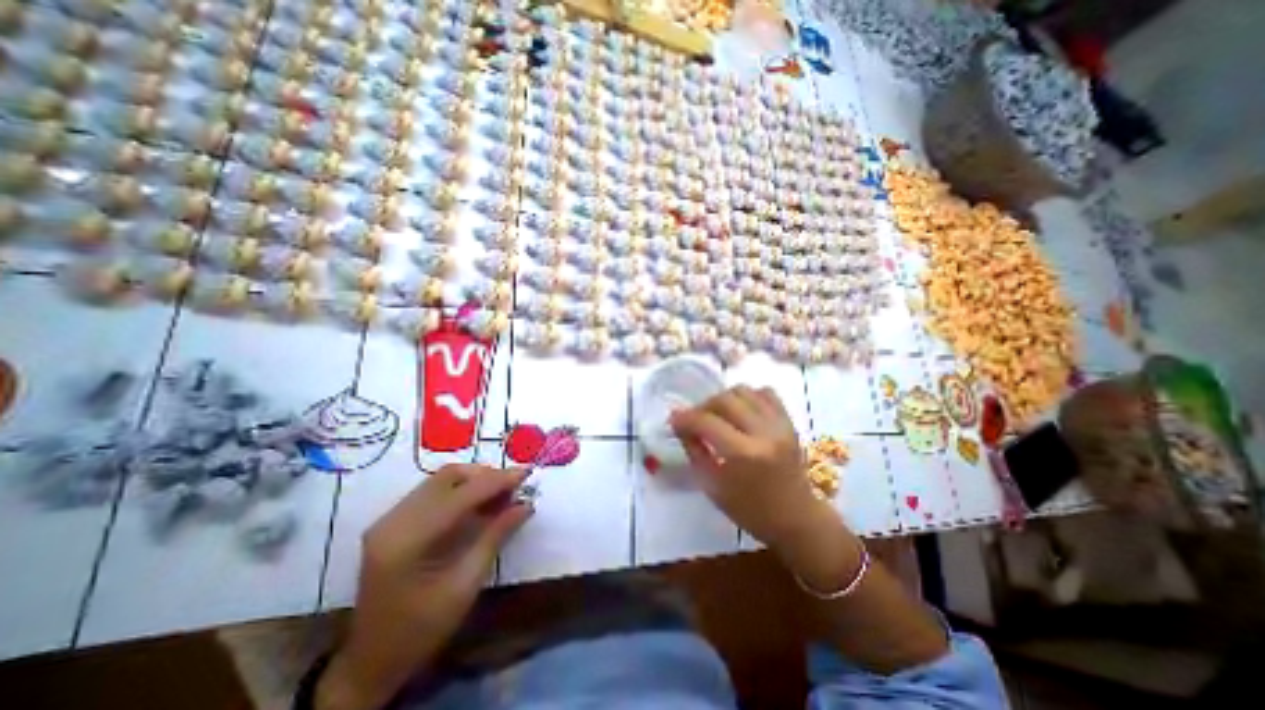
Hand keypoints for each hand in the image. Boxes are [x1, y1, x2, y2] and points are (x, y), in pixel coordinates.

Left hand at [321, 466, 531, 709]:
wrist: (370, 662)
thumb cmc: (421, 631)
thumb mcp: (465, 585)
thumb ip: (496, 537)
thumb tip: (526, 504)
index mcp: (408, 541)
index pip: (460, 495)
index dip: (497, 481)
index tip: (527, 473)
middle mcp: (394, 521)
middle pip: (448, 477)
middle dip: (487, 476)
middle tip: (515, 486)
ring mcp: (389, 519)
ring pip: (441, 479)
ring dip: (475, 480)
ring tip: (502, 493)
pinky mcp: (392, 521)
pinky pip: (433, 490)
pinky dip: (462, 489)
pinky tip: (480, 502)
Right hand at [667, 389, 826, 549]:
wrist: (797, 519)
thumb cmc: (750, 511)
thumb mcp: (712, 486)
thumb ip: (694, 451)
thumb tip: (680, 426)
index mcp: (743, 454)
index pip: (706, 421)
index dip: (685, 418)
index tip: (673, 420)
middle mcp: (763, 433)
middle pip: (725, 399)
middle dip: (703, 406)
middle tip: (695, 419)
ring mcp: (780, 424)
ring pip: (744, 390)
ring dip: (724, 398)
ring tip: (718, 414)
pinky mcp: (790, 422)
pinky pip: (766, 393)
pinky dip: (749, 396)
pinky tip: (741, 410)